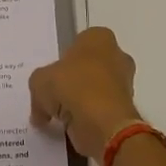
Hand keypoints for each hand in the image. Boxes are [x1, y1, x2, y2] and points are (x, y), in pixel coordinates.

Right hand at [29, 27, 142, 160]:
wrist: (104, 123)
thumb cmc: (73, 86)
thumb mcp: (39, 81)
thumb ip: (39, 89)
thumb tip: (41, 109)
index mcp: (99, 38)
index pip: (79, 43)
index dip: (63, 59)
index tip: (52, 75)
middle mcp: (117, 56)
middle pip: (89, 67)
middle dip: (74, 82)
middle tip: (53, 97)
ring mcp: (125, 84)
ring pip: (96, 90)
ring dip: (81, 102)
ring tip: (60, 116)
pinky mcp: (126, 110)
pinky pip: (101, 111)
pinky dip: (89, 119)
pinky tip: (72, 127)